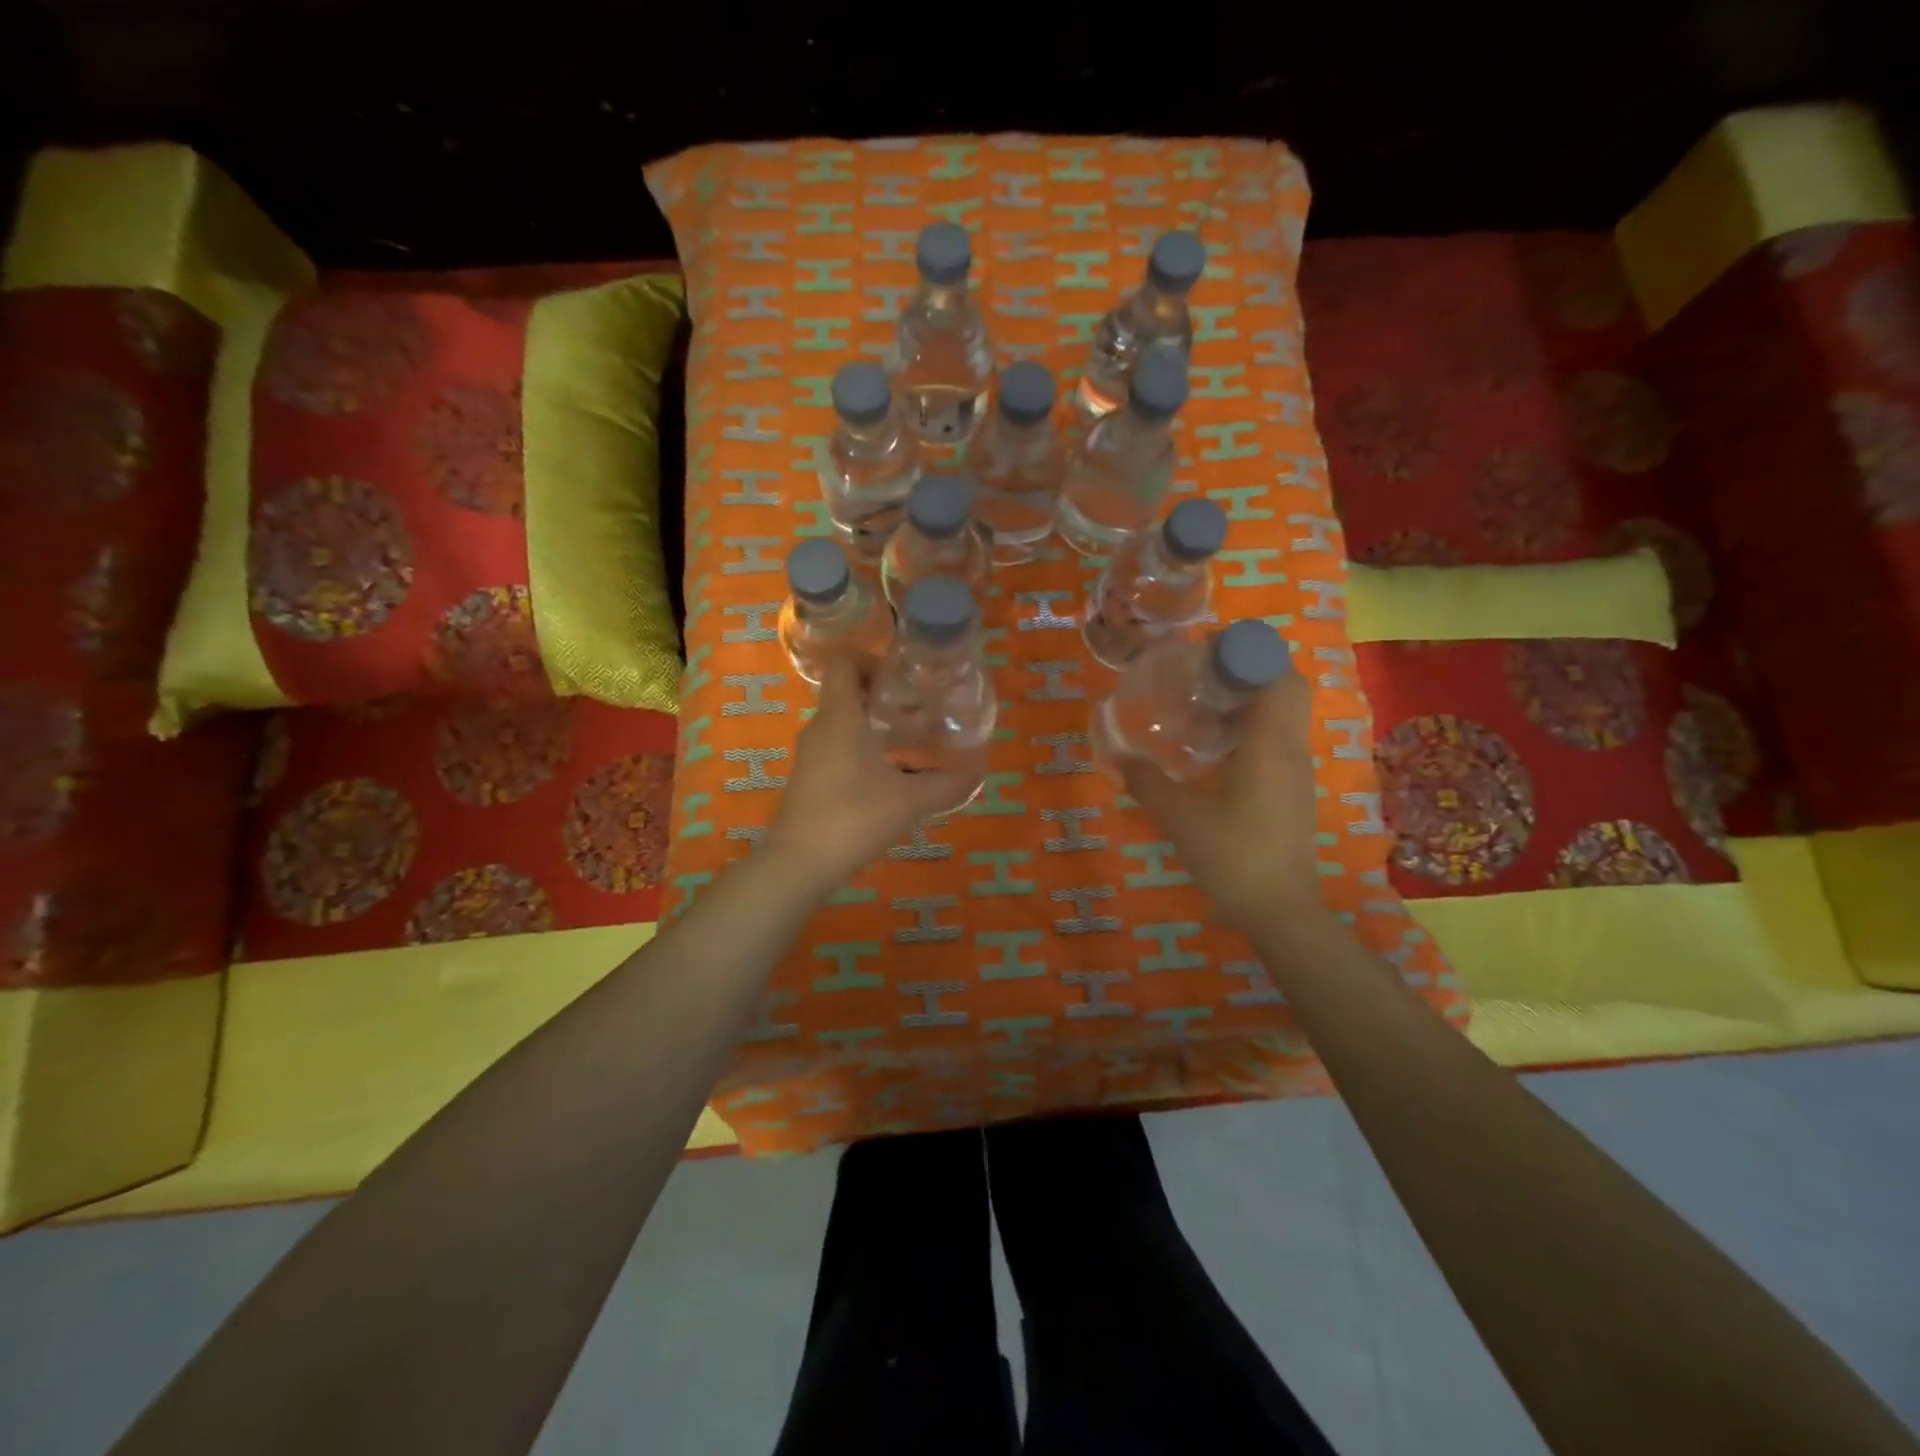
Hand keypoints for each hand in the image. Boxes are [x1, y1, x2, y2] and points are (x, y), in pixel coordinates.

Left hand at [765, 657, 982, 896]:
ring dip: (873, 725)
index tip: (903, 679)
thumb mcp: (909, 801)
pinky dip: (861, 750)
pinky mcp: (809, 779)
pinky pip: (837, 748)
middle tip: (918, 710)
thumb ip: (946, 784)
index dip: (872, 660)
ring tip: (910, 742)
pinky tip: (889, 776)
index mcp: (839, 716)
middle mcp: (820, 728)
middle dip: (882, 695)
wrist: (800, 864)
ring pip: (842, 723)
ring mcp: (811, 755)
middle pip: (846, 692)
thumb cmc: (854, 817)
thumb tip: (978, 773)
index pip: (844, 662)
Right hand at [1120, 663, 1325, 932]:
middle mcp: (1291, 747)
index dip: (1245, 652)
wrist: (1281, 911)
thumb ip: (1147, 782)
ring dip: (1250, 699)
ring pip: (1284, 713)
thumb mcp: (1181, 818)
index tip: (1205, 654)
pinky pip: (1278, 738)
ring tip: (1201, 709)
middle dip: (1249, 670)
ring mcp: (1297, 769)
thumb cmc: (1234, 857)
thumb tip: (1117, 755)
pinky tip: (1214, 751)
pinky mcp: (1293, 789)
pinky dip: (1252, 728)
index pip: (1276, 672)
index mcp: (1270, 743)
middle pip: (1285, 685)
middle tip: (1202, 678)